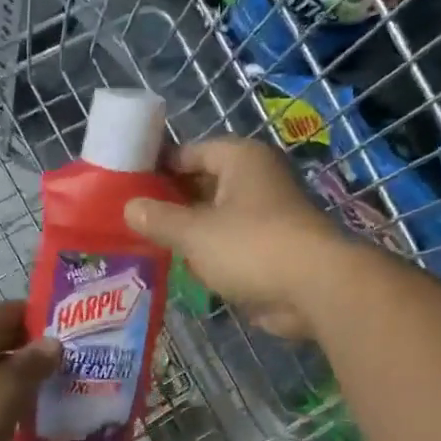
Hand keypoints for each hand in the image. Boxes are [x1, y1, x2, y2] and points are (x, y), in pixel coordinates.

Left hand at [0, 301, 60, 440]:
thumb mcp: (9, 387)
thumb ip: (34, 361)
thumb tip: (53, 343)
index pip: (4, 312)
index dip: (36, 319)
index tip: (66, 332)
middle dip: (27, 349)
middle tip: (62, 362)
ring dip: (14, 375)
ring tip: (47, 386)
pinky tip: (19, 409)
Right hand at [124, 138, 347, 339]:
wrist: (313, 288)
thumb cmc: (250, 246)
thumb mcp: (193, 231)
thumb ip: (158, 219)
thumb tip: (129, 207)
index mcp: (240, 160)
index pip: (191, 152)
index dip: (159, 166)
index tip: (127, 183)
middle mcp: (254, 181)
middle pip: (202, 184)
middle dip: (170, 202)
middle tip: (132, 218)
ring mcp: (264, 216)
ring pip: (214, 218)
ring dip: (186, 231)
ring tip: (145, 243)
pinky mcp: (268, 249)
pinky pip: (227, 245)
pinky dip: (205, 254)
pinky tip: (177, 267)